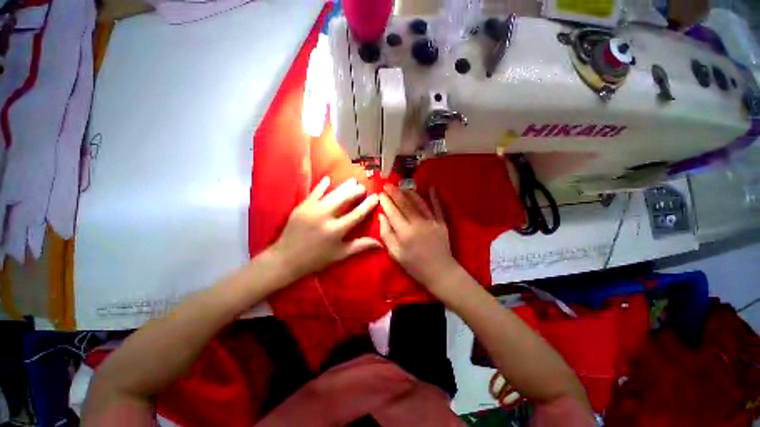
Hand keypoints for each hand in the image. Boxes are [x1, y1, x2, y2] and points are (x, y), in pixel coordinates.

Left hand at [272, 177, 380, 280]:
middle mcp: (325, 217)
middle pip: (345, 199)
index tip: (376, 196)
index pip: (357, 214)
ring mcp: (312, 210)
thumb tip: (380, 243)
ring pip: (332, 193)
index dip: (368, 204)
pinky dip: (322, 185)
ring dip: (343, 186)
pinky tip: (328, 178)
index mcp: (336, 231)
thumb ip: (361, 246)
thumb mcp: (341, 254)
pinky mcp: (301, 206)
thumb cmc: (317, 259)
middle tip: (363, 187)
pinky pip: (314, 192)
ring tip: (352, 181)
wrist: (286, 259)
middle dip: (356, 191)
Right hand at [378, 184, 459, 291]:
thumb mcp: (395, 254)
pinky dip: (434, 196)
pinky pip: (437, 206)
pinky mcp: (442, 222)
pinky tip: (431, 186)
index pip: (393, 212)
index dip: (386, 201)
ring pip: (419, 202)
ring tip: (402, 186)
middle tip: (388, 184)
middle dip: (395, 192)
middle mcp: (418, 223)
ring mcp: (432, 221)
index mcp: (404, 232)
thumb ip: (386, 234)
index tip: (380, 193)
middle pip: (404, 203)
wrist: (440, 272)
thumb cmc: (414, 265)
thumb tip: (381, 216)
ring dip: (410, 192)